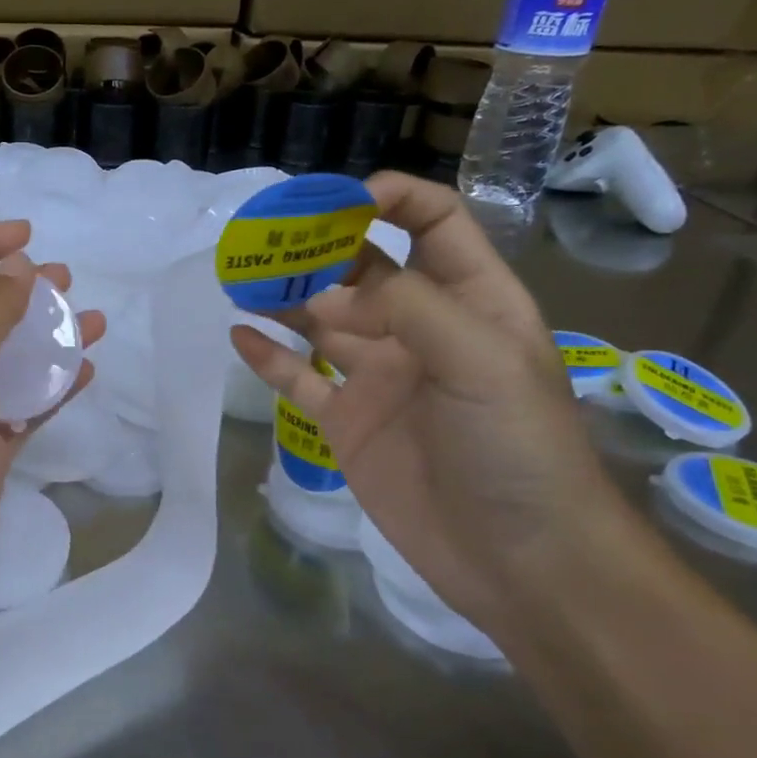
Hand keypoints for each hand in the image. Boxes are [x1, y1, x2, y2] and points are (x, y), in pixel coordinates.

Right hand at [231, 173, 617, 643]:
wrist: (518, 558)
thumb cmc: (517, 447)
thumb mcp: (481, 358)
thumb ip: (407, 307)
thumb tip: (329, 289)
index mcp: (470, 300)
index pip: (432, 224)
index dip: (389, 199)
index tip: (335, 201)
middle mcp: (420, 330)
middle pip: (363, 268)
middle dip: (318, 246)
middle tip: (264, 236)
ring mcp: (378, 377)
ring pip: (321, 321)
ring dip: (283, 296)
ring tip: (240, 276)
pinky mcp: (346, 422)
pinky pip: (298, 380)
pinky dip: (268, 357)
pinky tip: (238, 334)